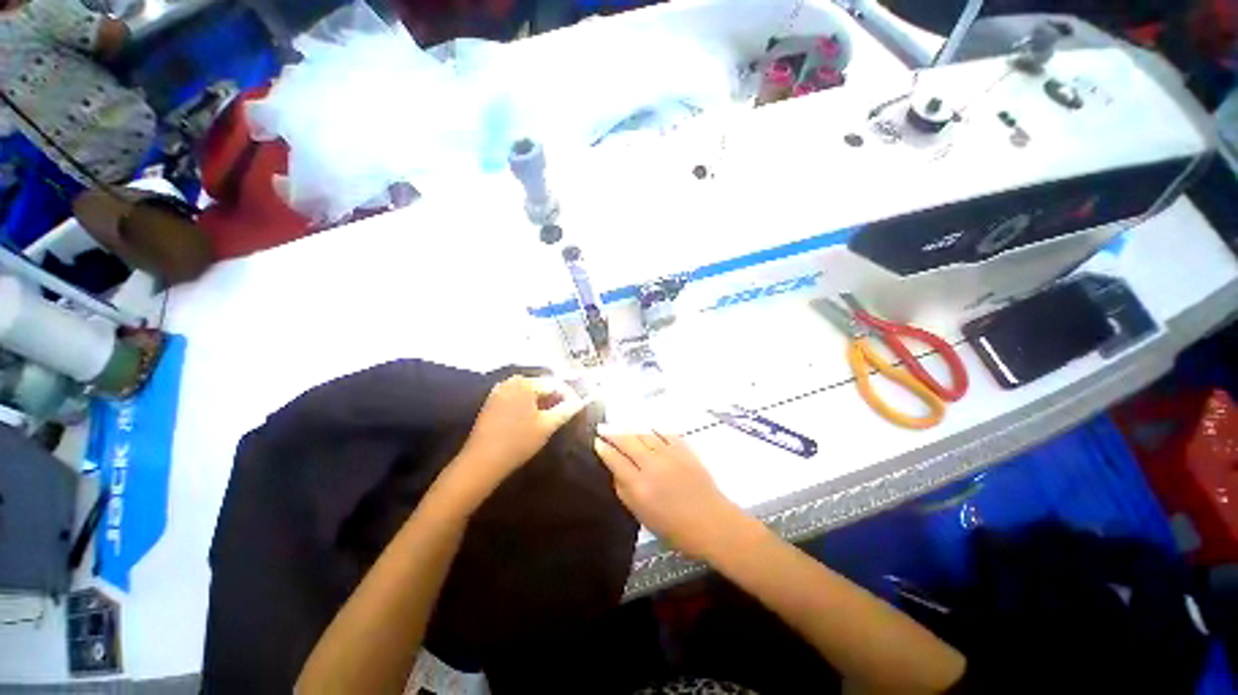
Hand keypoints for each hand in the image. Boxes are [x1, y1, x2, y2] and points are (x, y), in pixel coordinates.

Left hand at [452, 375, 587, 496]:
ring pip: (530, 393)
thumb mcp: (548, 425)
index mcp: (525, 383)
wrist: (481, 463)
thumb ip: (567, 409)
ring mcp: (499, 390)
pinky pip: (518, 398)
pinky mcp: (493, 402)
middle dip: (556, 398)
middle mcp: (511, 381)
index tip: (579, 408)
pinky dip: (529, 405)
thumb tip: (582, 401)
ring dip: (543, 402)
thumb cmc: (518, 442)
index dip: (570, 395)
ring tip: (552, 418)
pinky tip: (533, 420)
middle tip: (566, 414)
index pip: (555, 384)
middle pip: (542, 386)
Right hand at [594, 428, 743, 558]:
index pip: (615, 460)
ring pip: (644, 434)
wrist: (712, 523)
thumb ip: (625, 492)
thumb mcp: (642, 516)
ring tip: (622, 428)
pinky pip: (665, 433)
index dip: (604, 449)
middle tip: (602, 427)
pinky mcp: (685, 449)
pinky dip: (654, 430)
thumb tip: (616, 471)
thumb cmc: (674, 528)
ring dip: (631, 430)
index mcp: (639, 486)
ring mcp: (669, 454)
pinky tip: (648, 429)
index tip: (596, 441)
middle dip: (612, 433)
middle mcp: (652, 465)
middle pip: (627, 441)